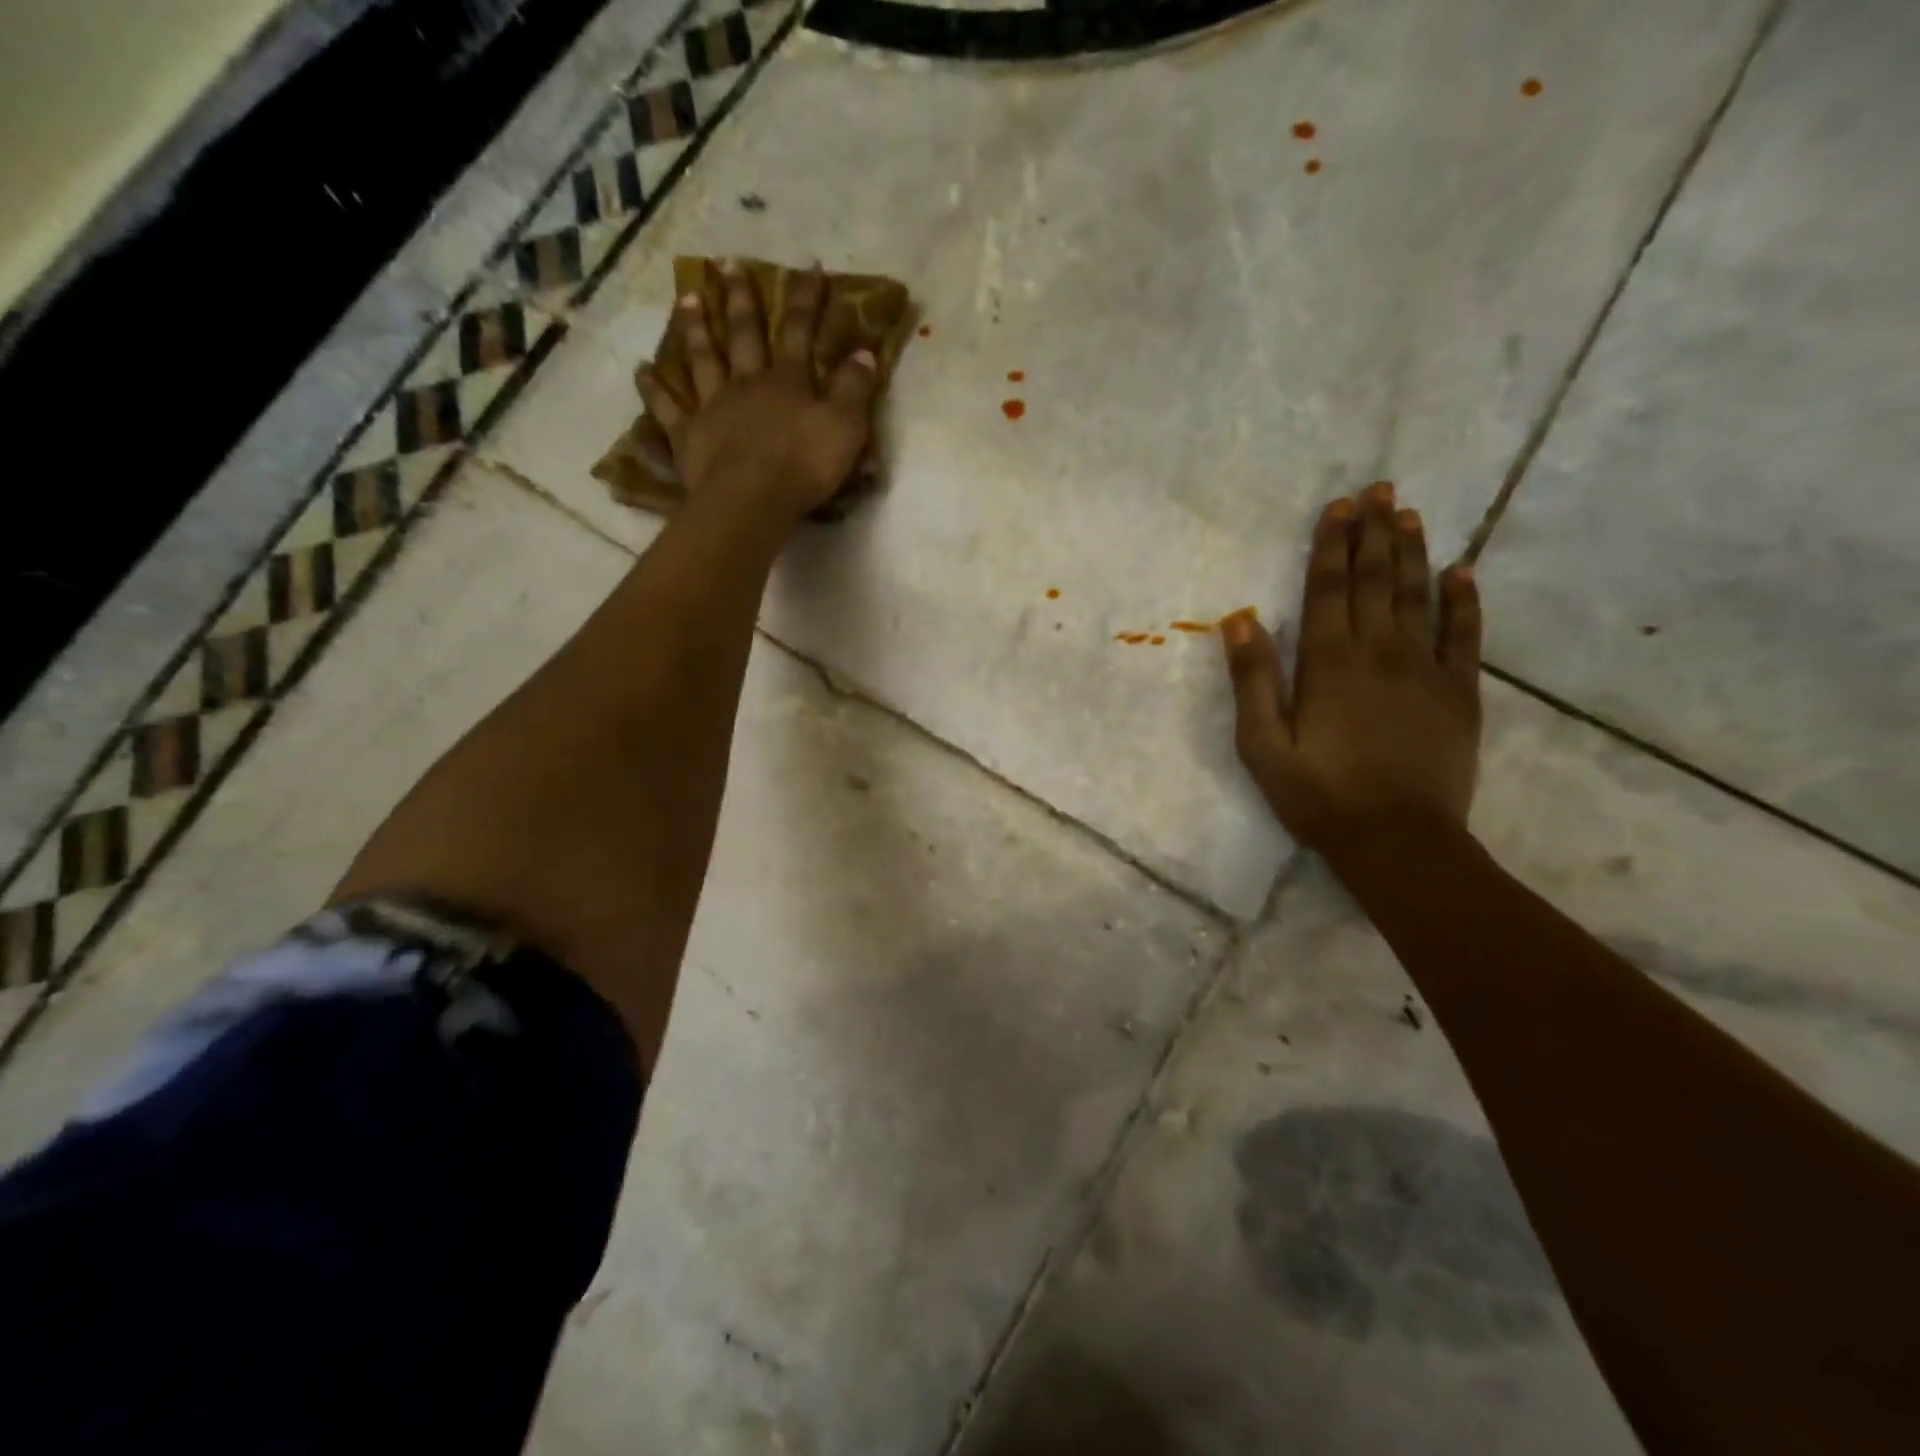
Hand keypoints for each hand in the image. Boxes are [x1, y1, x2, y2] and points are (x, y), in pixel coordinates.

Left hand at [639, 263, 878, 523]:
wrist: (752, 500)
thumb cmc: (804, 466)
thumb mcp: (845, 427)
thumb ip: (855, 389)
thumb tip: (864, 351)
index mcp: (787, 381)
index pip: (799, 331)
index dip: (805, 299)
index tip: (807, 267)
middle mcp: (747, 384)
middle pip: (744, 335)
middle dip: (741, 300)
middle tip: (730, 266)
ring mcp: (712, 407)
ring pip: (702, 360)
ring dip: (695, 329)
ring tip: (687, 299)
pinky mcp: (688, 436)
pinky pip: (667, 408)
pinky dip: (653, 389)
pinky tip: (642, 370)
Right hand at [1223, 482, 1483, 848]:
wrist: (1397, 840)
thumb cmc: (1318, 795)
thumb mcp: (1262, 745)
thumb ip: (1253, 680)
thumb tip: (1240, 619)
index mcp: (1328, 665)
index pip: (1328, 590)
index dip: (1331, 546)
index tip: (1338, 507)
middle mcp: (1379, 653)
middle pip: (1375, 581)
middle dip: (1374, 533)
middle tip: (1379, 490)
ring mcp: (1426, 670)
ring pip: (1418, 597)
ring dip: (1412, 553)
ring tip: (1410, 514)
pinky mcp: (1460, 693)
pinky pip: (1465, 635)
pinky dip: (1464, 601)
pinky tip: (1461, 572)